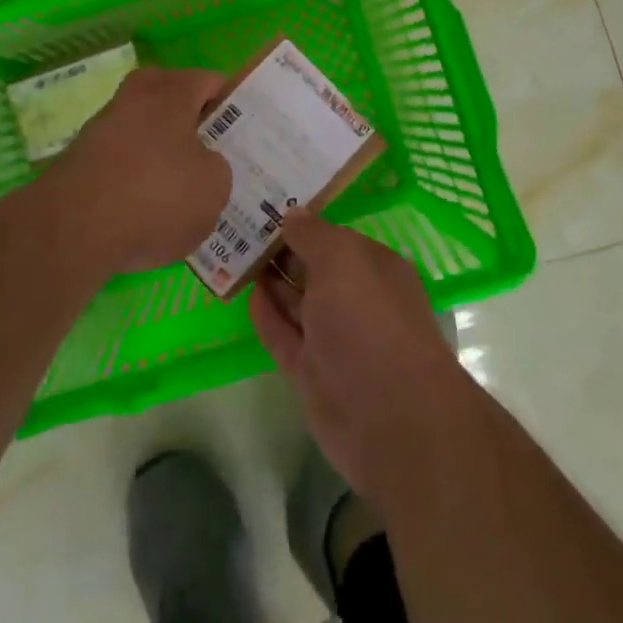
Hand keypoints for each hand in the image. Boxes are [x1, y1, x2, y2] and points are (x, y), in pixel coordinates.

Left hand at [44, 67, 231, 274]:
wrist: (71, 231)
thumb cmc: (155, 197)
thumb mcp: (214, 188)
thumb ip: (218, 168)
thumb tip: (201, 164)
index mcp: (171, 90)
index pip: (211, 81)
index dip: (233, 105)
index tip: (246, 133)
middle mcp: (135, 97)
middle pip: (175, 103)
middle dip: (195, 127)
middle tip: (216, 159)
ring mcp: (103, 127)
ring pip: (148, 133)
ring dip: (164, 155)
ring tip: (184, 195)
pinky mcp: (81, 160)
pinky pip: (124, 161)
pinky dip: (138, 179)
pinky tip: (149, 213)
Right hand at [250, 212, 479, 506]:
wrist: (390, 418)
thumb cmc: (369, 321)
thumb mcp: (341, 260)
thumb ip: (312, 234)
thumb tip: (292, 214)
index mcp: (373, 267)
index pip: (334, 237)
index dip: (302, 221)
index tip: (265, 204)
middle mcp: (356, 299)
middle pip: (313, 268)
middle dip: (281, 249)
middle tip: (237, 224)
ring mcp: (334, 339)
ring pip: (297, 302)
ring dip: (269, 280)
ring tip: (232, 253)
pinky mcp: (313, 373)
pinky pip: (284, 337)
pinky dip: (267, 317)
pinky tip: (246, 294)